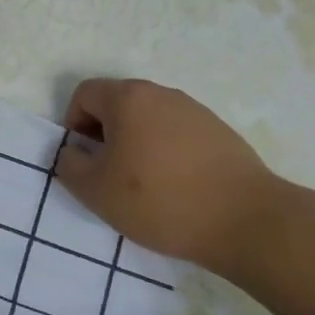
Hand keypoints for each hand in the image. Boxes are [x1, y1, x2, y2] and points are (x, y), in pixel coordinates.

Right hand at [55, 78, 288, 277]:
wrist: (245, 221)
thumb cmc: (159, 201)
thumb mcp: (95, 191)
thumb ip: (69, 165)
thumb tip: (73, 152)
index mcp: (128, 99)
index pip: (85, 93)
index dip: (74, 124)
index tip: (84, 160)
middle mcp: (162, 94)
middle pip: (118, 103)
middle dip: (104, 134)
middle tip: (109, 174)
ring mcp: (195, 111)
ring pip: (149, 119)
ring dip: (135, 143)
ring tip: (143, 184)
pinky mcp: (221, 132)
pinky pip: (177, 133)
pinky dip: (166, 152)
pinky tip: (176, 187)